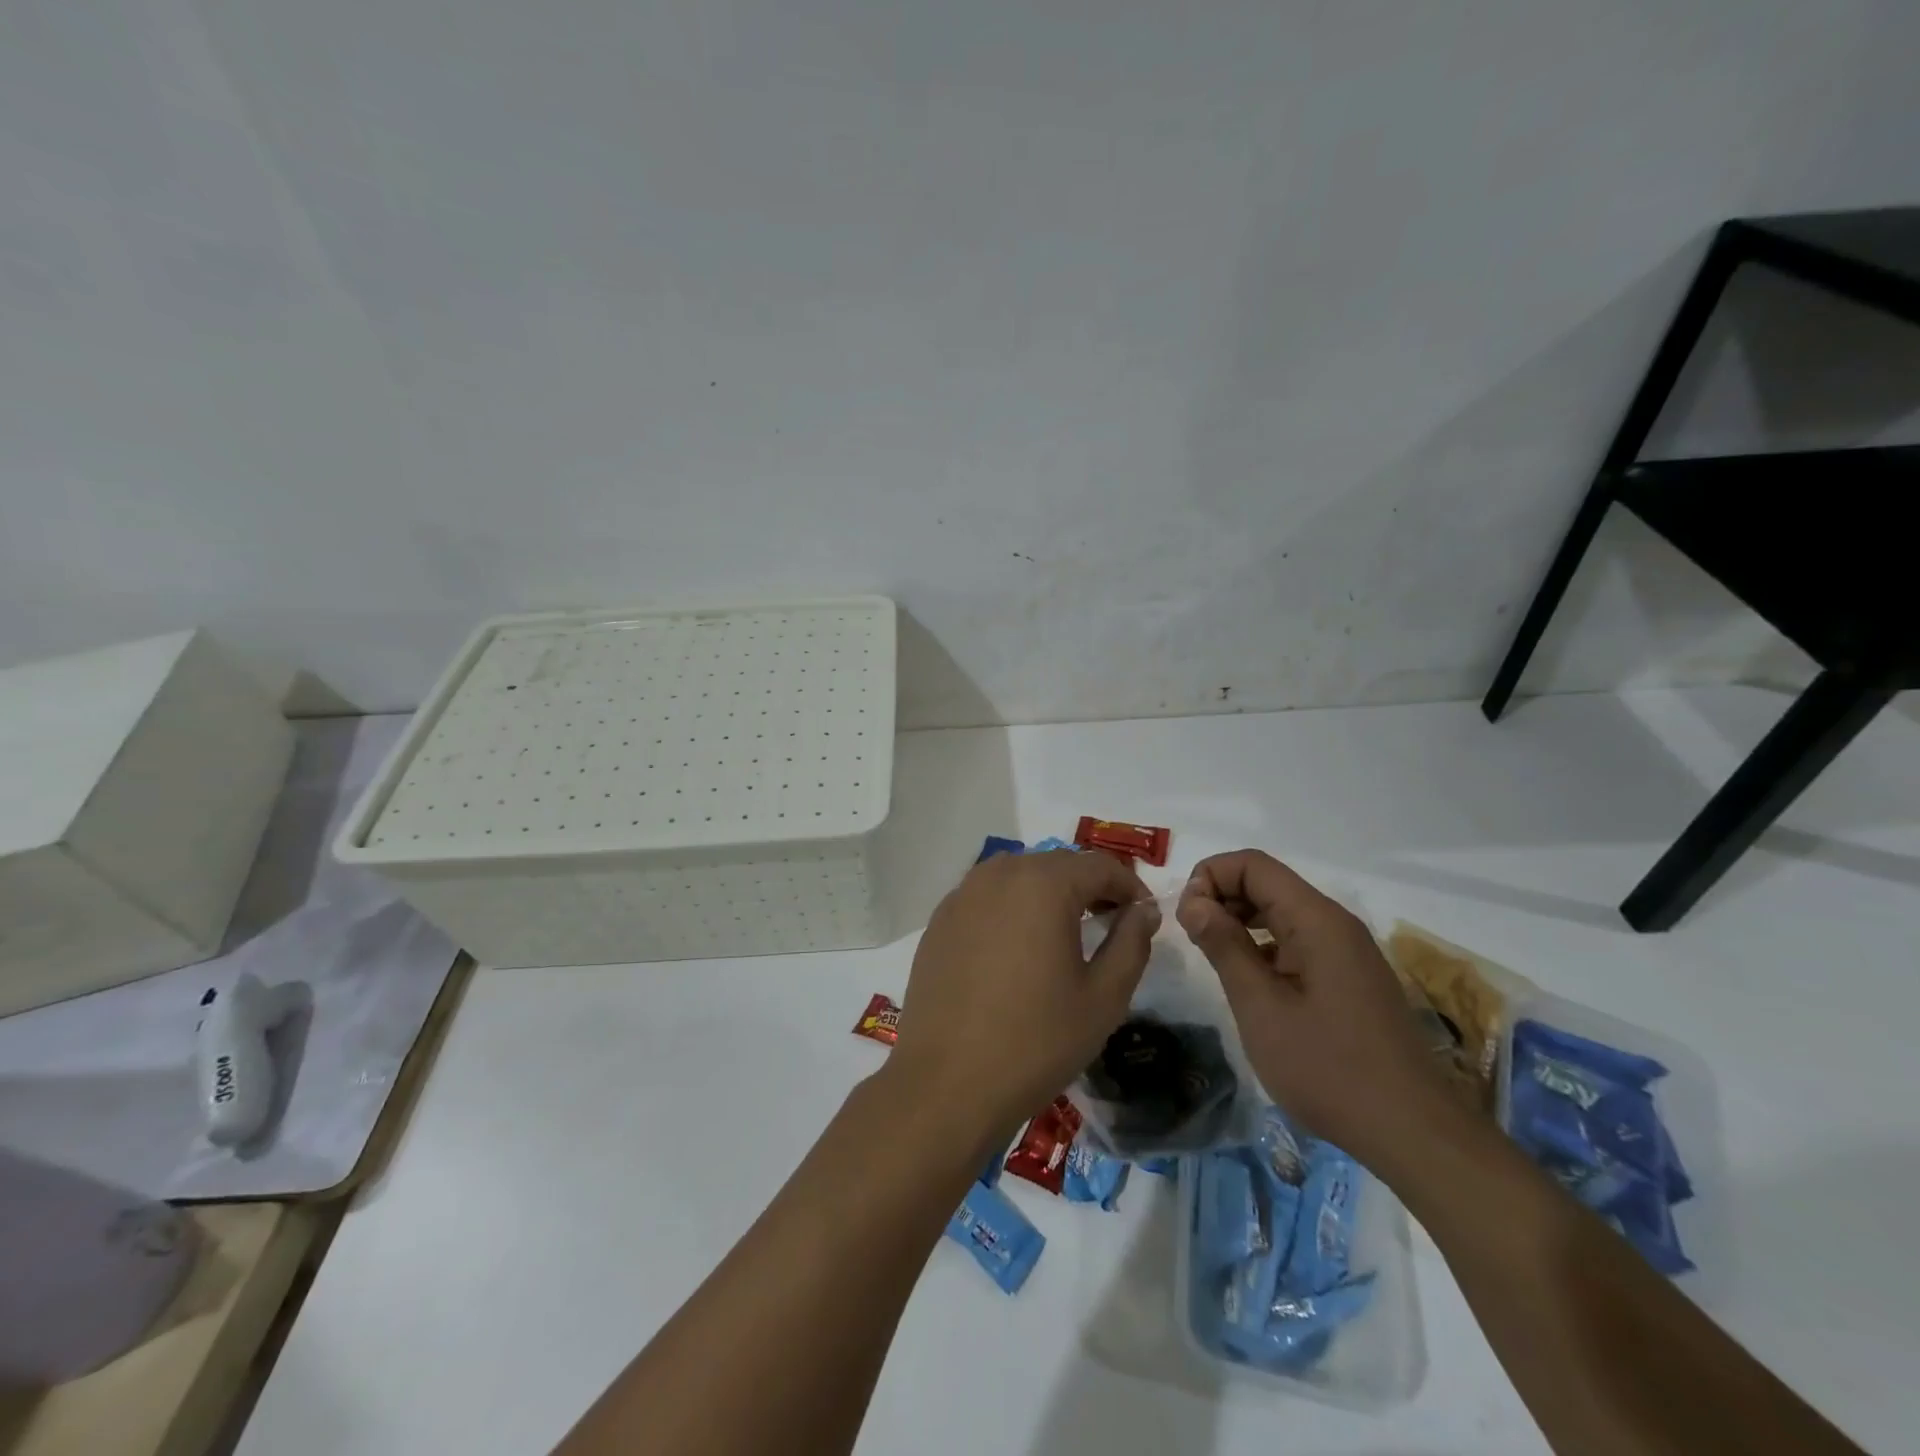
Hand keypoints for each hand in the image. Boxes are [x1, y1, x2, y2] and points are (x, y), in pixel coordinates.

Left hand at [889, 851, 1157, 1145]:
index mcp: (1043, 884)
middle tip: (1110, 921)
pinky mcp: (940, 920)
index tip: (1143, 914)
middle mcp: (999, 874)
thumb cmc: (1036, 1040)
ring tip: (1065, 931)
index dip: (1129, 885)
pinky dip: (1012, 906)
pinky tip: (1017, 946)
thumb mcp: (1103, 997)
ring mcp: (963, 894)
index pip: (1099, 865)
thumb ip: (1131, 943)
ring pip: (1019, 875)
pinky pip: (987, 895)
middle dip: (1089, 885)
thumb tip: (1144, 910)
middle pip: (1057, 863)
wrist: (947, 1082)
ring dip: (1049, 891)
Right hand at [1176, 850, 1443, 1167]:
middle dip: (1221, 898)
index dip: (1210, 877)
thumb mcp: (1261, 1007)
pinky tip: (1249, 983)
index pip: (1253, 864)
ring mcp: (1347, 952)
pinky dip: (1263, 947)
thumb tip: (1194, 901)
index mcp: (1316, 920)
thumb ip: (1224, 946)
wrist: (1413, 1133)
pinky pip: (1298, 942)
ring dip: (1240, 922)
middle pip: (1267, 883)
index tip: (1186, 918)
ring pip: (1281, 913)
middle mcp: (1335, 924)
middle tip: (1192, 939)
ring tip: (1213, 960)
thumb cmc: (1328, 1068)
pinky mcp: (1350, 978)